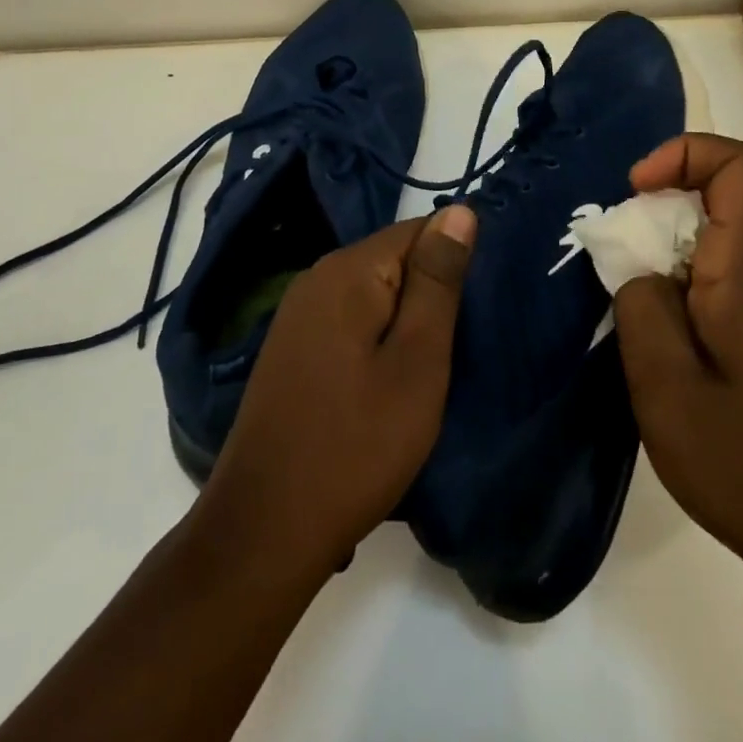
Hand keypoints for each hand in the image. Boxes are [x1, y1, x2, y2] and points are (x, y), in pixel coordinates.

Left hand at [191, 206, 476, 582]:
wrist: (265, 530)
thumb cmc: (357, 444)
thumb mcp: (417, 360)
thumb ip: (438, 281)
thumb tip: (459, 211)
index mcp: (347, 271)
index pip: (419, 230)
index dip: (455, 263)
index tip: (477, 310)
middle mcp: (316, 278)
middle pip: (394, 260)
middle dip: (431, 294)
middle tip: (460, 346)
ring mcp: (297, 315)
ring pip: (373, 294)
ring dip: (406, 321)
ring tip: (433, 367)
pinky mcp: (292, 349)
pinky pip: (350, 321)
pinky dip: (378, 340)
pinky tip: (389, 382)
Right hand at [613, 134, 742, 622]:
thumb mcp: (669, 391)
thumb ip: (642, 310)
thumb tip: (634, 264)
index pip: (742, 169)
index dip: (687, 153)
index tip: (634, 189)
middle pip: (717, 197)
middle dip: (653, 208)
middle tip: (609, 258)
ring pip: (706, 241)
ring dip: (654, 252)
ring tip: (617, 302)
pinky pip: (706, 281)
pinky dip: (666, 287)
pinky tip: (644, 338)